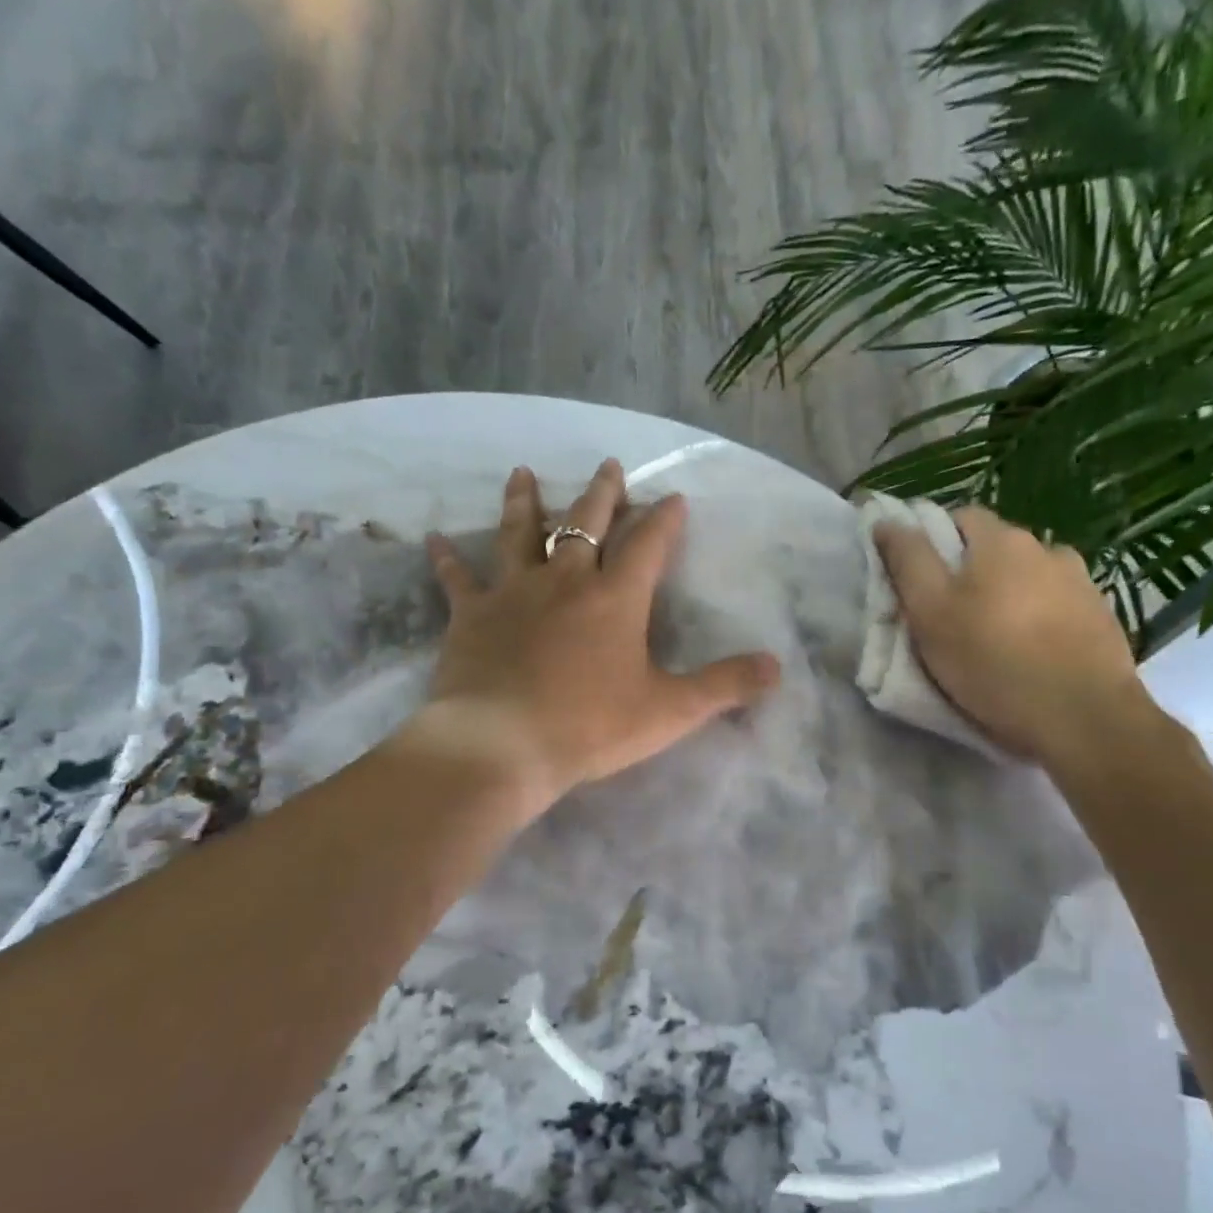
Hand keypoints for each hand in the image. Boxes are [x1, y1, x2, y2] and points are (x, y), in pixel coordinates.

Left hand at [416, 459, 780, 809]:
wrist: (502, 745)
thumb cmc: (590, 727)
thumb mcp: (671, 711)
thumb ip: (725, 685)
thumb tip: (777, 666)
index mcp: (616, 599)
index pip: (648, 545)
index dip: (664, 519)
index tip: (673, 497)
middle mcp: (565, 581)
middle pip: (585, 524)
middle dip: (601, 494)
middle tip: (608, 466)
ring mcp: (513, 593)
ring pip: (520, 534)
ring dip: (524, 502)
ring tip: (522, 472)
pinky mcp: (471, 615)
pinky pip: (458, 579)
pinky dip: (448, 559)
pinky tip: (434, 538)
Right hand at [874, 507, 1154, 770]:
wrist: (1082, 716)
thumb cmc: (992, 661)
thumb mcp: (930, 612)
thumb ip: (908, 561)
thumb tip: (887, 521)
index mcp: (1001, 540)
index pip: (960, 517)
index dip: (934, 542)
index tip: (920, 582)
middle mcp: (1046, 548)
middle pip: (997, 549)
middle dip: (972, 573)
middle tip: (951, 618)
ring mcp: (1081, 582)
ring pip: (1031, 578)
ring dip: (1011, 596)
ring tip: (996, 639)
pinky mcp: (1102, 617)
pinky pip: (1059, 607)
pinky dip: (1041, 620)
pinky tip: (1033, 653)